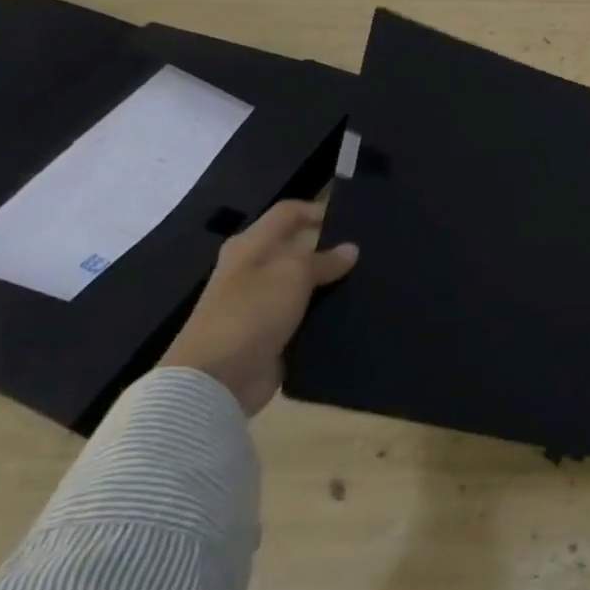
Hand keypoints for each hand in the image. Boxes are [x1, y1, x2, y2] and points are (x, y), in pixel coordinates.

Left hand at [156, 200, 358, 416]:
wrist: (217, 378)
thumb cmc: (250, 312)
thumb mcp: (292, 275)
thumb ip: (324, 260)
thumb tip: (351, 249)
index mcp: (251, 246)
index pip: (288, 213)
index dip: (319, 210)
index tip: (357, 221)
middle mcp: (255, 269)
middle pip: (298, 247)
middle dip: (332, 247)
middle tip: (371, 250)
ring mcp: (264, 302)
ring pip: (306, 282)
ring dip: (332, 281)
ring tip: (371, 278)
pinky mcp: (275, 332)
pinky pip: (307, 313)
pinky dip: (327, 310)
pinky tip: (356, 309)